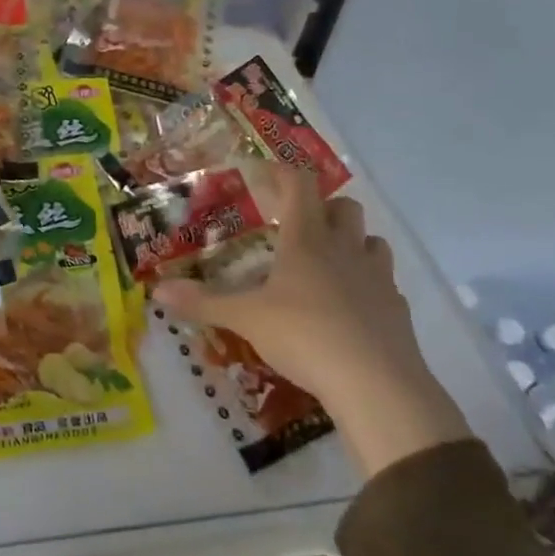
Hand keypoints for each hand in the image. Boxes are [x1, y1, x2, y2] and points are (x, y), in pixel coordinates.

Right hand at [154, 170, 471, 478]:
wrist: (376, 383)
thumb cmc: (304, 336)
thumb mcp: (245, 319)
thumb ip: (203, 303)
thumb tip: (158, 290)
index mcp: (306, 240)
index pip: (299, 185)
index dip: (282, 172)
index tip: (262, 172)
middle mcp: (345, 249)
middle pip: (345, 207)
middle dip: (323, 207)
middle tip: (297, 226)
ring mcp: (377, 277)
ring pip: (372, 240)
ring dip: (352, 242)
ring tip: (327, 263)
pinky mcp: (396, 309)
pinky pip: (384, 282)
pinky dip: (367, 284)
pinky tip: (349, 308)